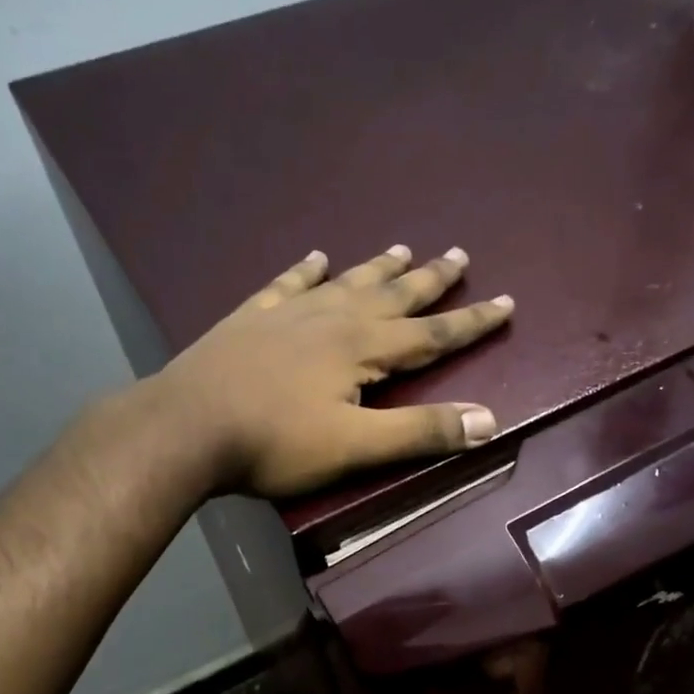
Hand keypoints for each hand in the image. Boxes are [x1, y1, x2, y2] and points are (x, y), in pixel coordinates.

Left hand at [158, 244, 513, 497]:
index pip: (432, 334)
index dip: (472, 321)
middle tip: (459, 253)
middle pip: (393, 295)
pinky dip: (305, 271)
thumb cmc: (276, 443)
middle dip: (431, 280)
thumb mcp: (357, 447)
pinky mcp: (252, 318)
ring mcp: (289, 314)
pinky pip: (288, 284)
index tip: (506, 300)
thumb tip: (488, 420)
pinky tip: (316, 258)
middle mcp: (333, 319)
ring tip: (402, 247)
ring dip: (378, 267)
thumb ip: (421, 432)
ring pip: (346, 282)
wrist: (187, 427)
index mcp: (363, 348)